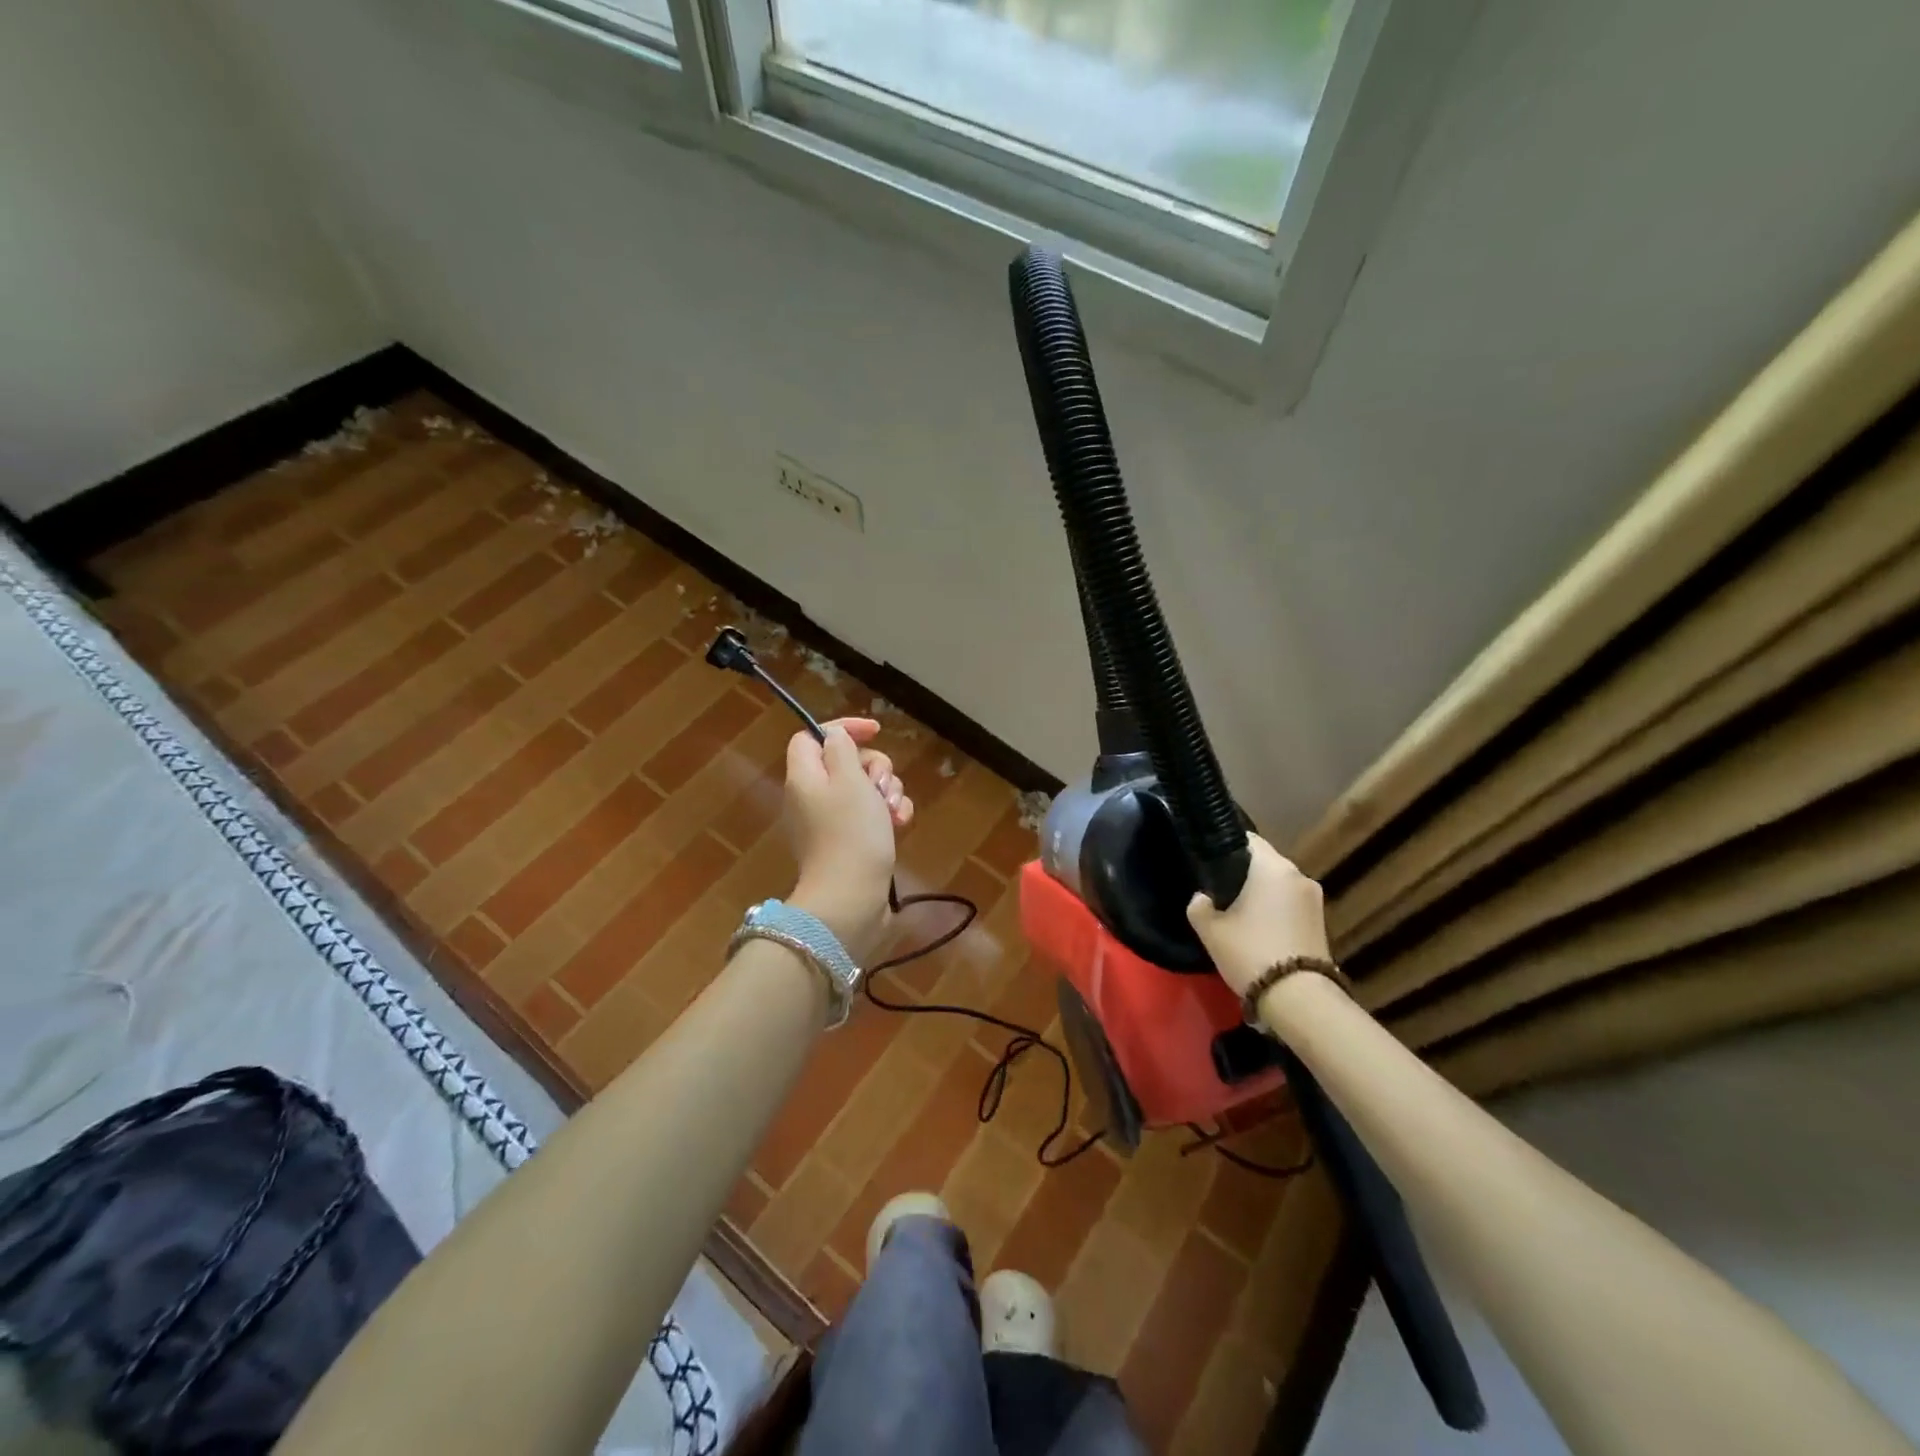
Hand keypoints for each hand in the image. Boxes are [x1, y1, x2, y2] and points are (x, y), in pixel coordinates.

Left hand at [784, 718, 912, 960]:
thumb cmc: (851, 833)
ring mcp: (831, 821)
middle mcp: (813, 796)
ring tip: (895, 812)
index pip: (813, 736)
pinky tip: (900, 824)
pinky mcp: (849, 842)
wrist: (851, 899)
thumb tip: (835, 737)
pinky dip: (887, 815)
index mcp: (805, 777)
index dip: (843, 728)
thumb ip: (842, 749)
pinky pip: (870, 815)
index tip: (875, 731)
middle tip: (883, 786)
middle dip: (875, 767)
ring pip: (864, 788)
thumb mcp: (850, 780)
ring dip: (887, 792)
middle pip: (845, 762)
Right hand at [1186, 834, 1332, 997]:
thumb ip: (1198, 906)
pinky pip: (1290, 904)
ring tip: (1237, 911)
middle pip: (1265, 863)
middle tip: (1218, 889)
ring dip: (1261, 893)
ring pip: (1279, 885)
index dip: (1225, 846)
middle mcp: (1298, 875)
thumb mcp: (1210, 930)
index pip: (1248, 839)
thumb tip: (1202, 898)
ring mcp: (1314, 900)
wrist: (1298, 999)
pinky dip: (1275, 910)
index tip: (1208, 860)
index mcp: (1273, 867)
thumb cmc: (1251, 952)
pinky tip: (1258, 928)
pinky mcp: (1322, 923)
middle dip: (1243, 873)